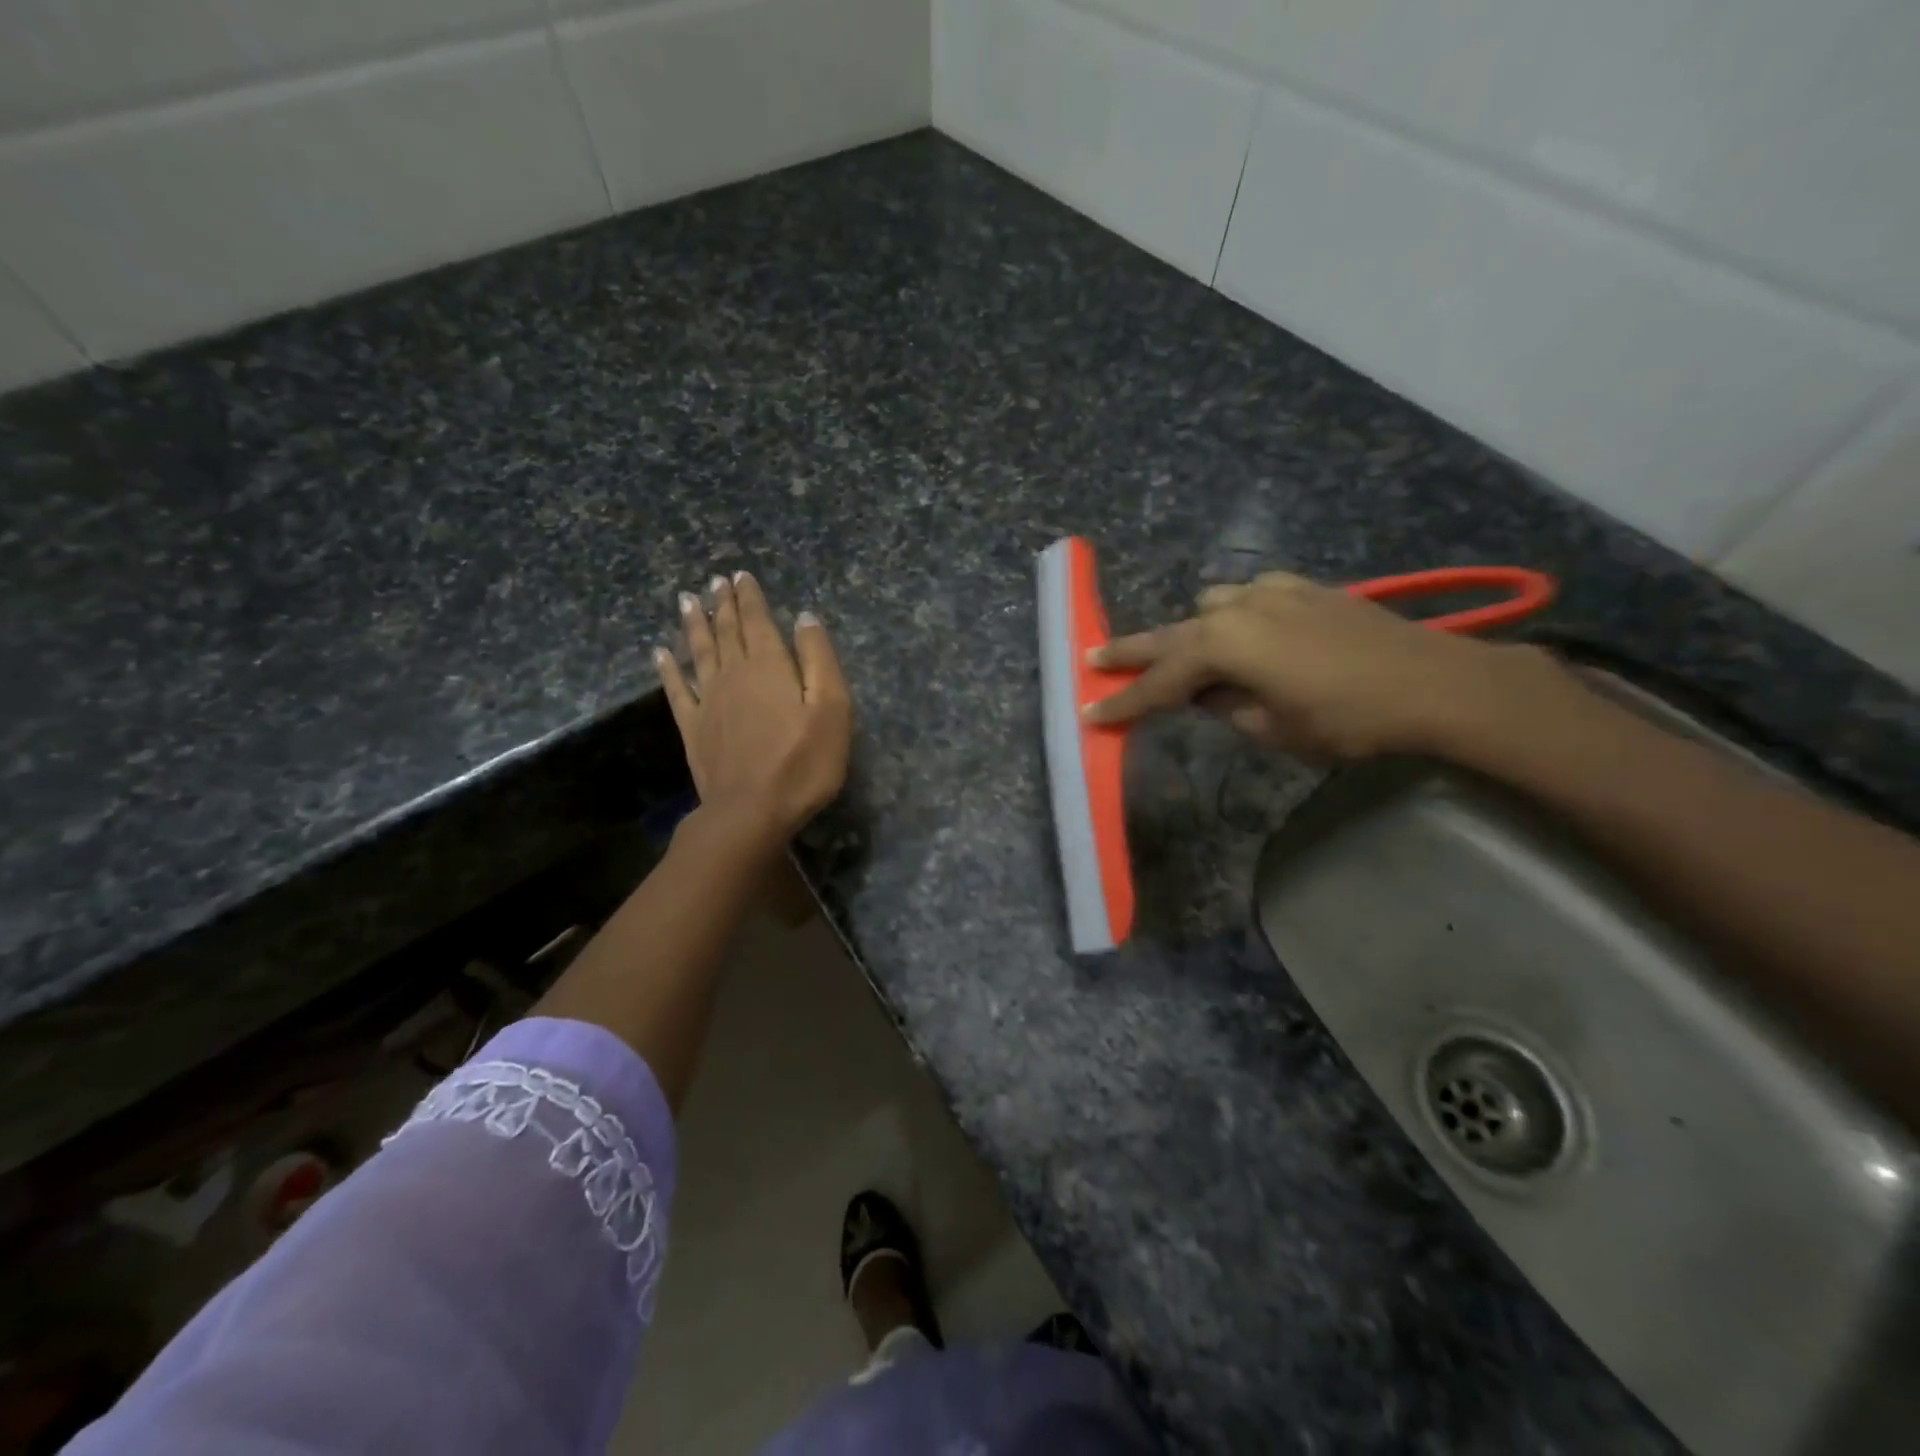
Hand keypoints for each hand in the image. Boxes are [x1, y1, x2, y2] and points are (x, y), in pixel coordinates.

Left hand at [657, 572, 851, 851]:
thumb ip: (819, 659)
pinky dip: (668, 669)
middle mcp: (733, 674)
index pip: (757, 621)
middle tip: (716, 581)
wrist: (751, 811)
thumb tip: (805, 617)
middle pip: (727, 631)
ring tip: (688, 601)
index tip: (741, 575)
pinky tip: (661, 653)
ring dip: (695, 625)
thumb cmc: (803, 762)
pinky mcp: (693, 729)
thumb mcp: (831, 708)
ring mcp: (708, 701)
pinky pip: (677, 689)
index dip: (750, 597)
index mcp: (769, 666)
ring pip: (700, 652)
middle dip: (723, 604)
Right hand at [1084, 571, 1558, 759]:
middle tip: (1091, 659)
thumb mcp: (1273, 728)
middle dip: (1130, 652)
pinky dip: (1235, 616)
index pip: (1160, 683)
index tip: (1091, 714)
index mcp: (1223, 647)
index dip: (1125, 703)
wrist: (1434, 682)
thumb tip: (1208, 695)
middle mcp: (1237, 609)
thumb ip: (1226, 708)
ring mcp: (1270, 591)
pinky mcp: (1302, 587)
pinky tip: (1249, 633)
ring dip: (1191, 634)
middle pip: (1169, 635)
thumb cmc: (1347, 718)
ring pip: (1209, 608)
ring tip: (1188, 659)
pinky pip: (1249, 597)